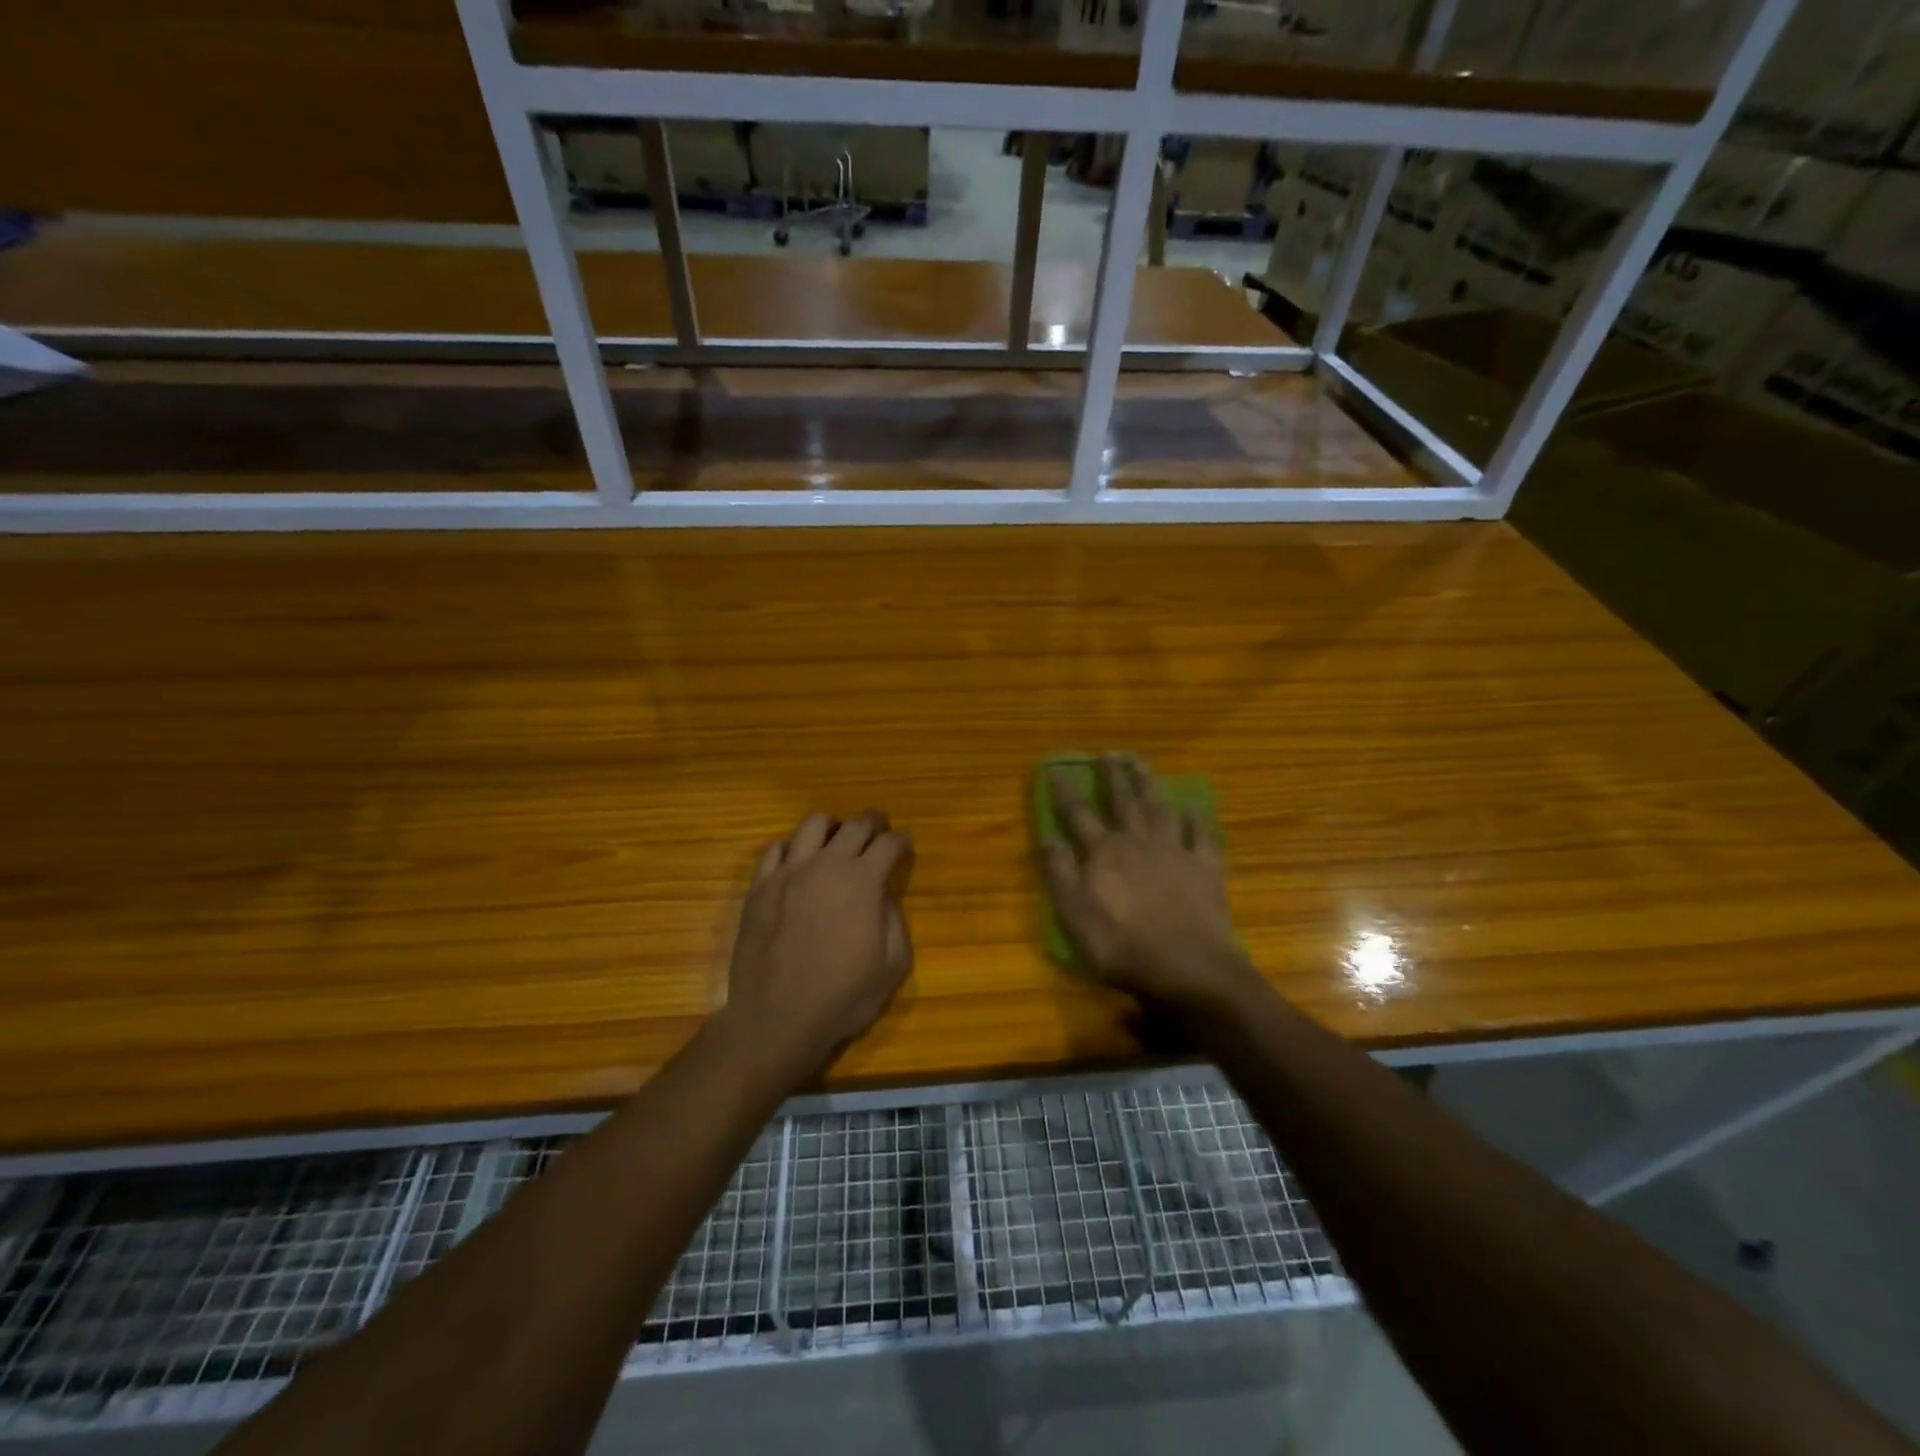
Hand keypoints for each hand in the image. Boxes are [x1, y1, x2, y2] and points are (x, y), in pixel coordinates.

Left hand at [723, 811, 914, 1079]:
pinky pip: (776, 849)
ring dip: (833, 827)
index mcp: (862, 882)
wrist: (777, 1020)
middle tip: (880, 830)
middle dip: (874, 823)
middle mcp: (826, 865)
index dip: (902, 842)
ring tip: (837, 839)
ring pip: (813, 825)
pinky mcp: (760, 887)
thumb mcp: (892, 966)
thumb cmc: (842, 998)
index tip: (905, 846)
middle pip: (855, 825)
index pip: (889, 844)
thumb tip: (883, 897)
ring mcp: (788, 872)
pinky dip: (793, 848)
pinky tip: (798, 862)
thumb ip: (894, 922)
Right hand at [1042, 755, 1256, 1012]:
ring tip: (1141, 763)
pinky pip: (1201, 834)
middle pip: (1122, 802)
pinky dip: (1195, 817)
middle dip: (1112, 776)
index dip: (1065, 791)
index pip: (1078, 814)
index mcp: (1104, 854)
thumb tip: (1047, 837)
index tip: (1055, 768)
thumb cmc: (1123, 947)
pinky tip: (1191, 806)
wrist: (1190, 968)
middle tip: (1107, 754)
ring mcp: (1175, 852)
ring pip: (1159, 808)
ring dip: (1148, 784)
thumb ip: (1060, 873)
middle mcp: (1138, 842)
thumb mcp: (1075, 916)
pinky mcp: (1205, 868)